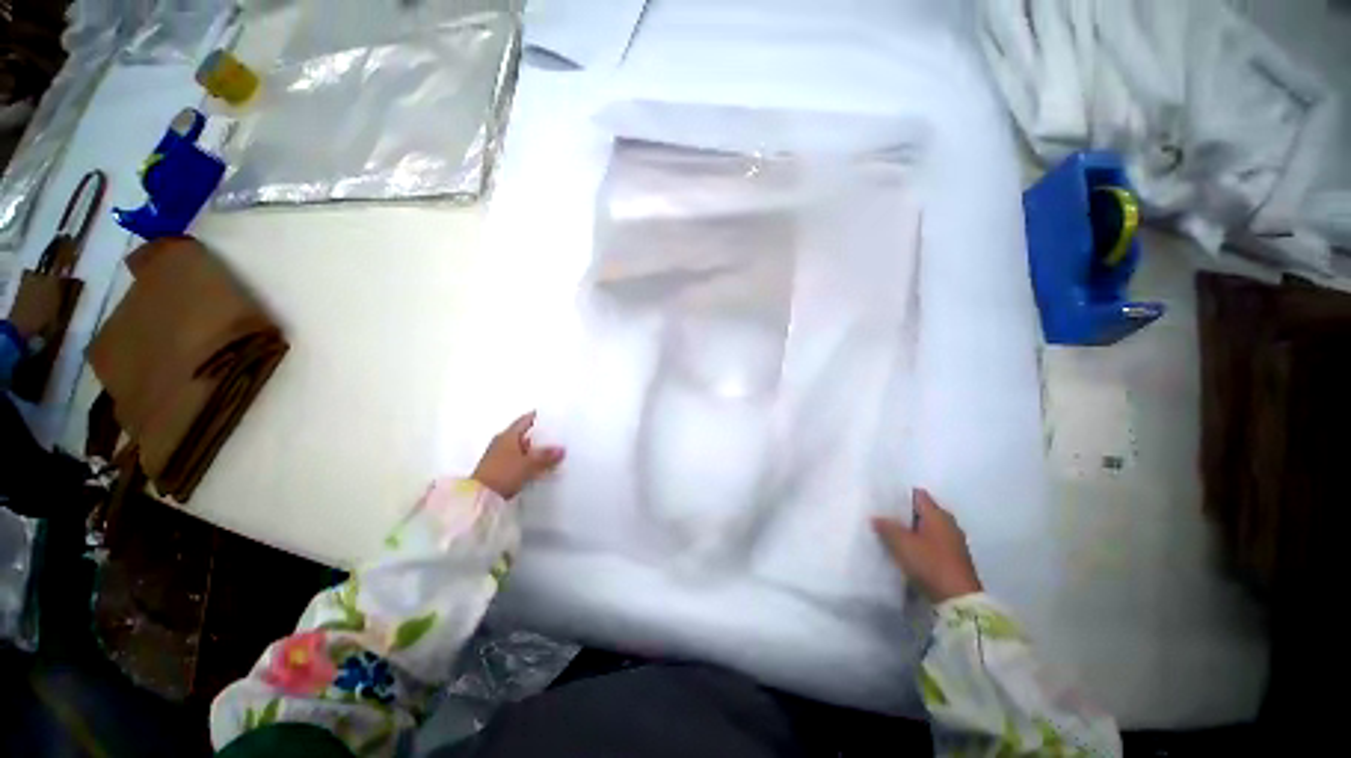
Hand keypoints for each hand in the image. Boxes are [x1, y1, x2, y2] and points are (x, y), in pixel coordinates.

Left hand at [472, 412, 564, 499]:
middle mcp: (501, 442)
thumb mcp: (528, 464)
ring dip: (533, 450)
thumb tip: (561, 449)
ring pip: (520, 449)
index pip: (525, 420)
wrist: (479, 498)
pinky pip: (517, 461)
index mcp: (507, 435)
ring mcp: (498, 457)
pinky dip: (528, 461)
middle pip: (523, 435)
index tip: (551, 417)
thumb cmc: (503, 473)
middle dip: (538, 436)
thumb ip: (545, 456)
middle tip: (556, 436)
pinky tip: (538, 467)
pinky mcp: (498, 470)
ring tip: (551, 453)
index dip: (538, 417)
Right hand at [872, 488, 982, 603]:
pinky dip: (919, 543)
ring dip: (911, 530)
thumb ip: (887, 527)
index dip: (900, 494)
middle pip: (922, 511)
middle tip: (883, 515)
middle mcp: (948, 524)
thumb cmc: (930, 564)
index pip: (917, 495)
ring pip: (926, 528)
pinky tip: (905, 550)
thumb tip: (876, 517)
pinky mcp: (953, 558)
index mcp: (938, 514)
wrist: (959, 600)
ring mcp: (953, 542)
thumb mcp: (902, 544)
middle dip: (904, 513)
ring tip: (890, 533)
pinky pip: (931, 543)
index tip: (883, 498)